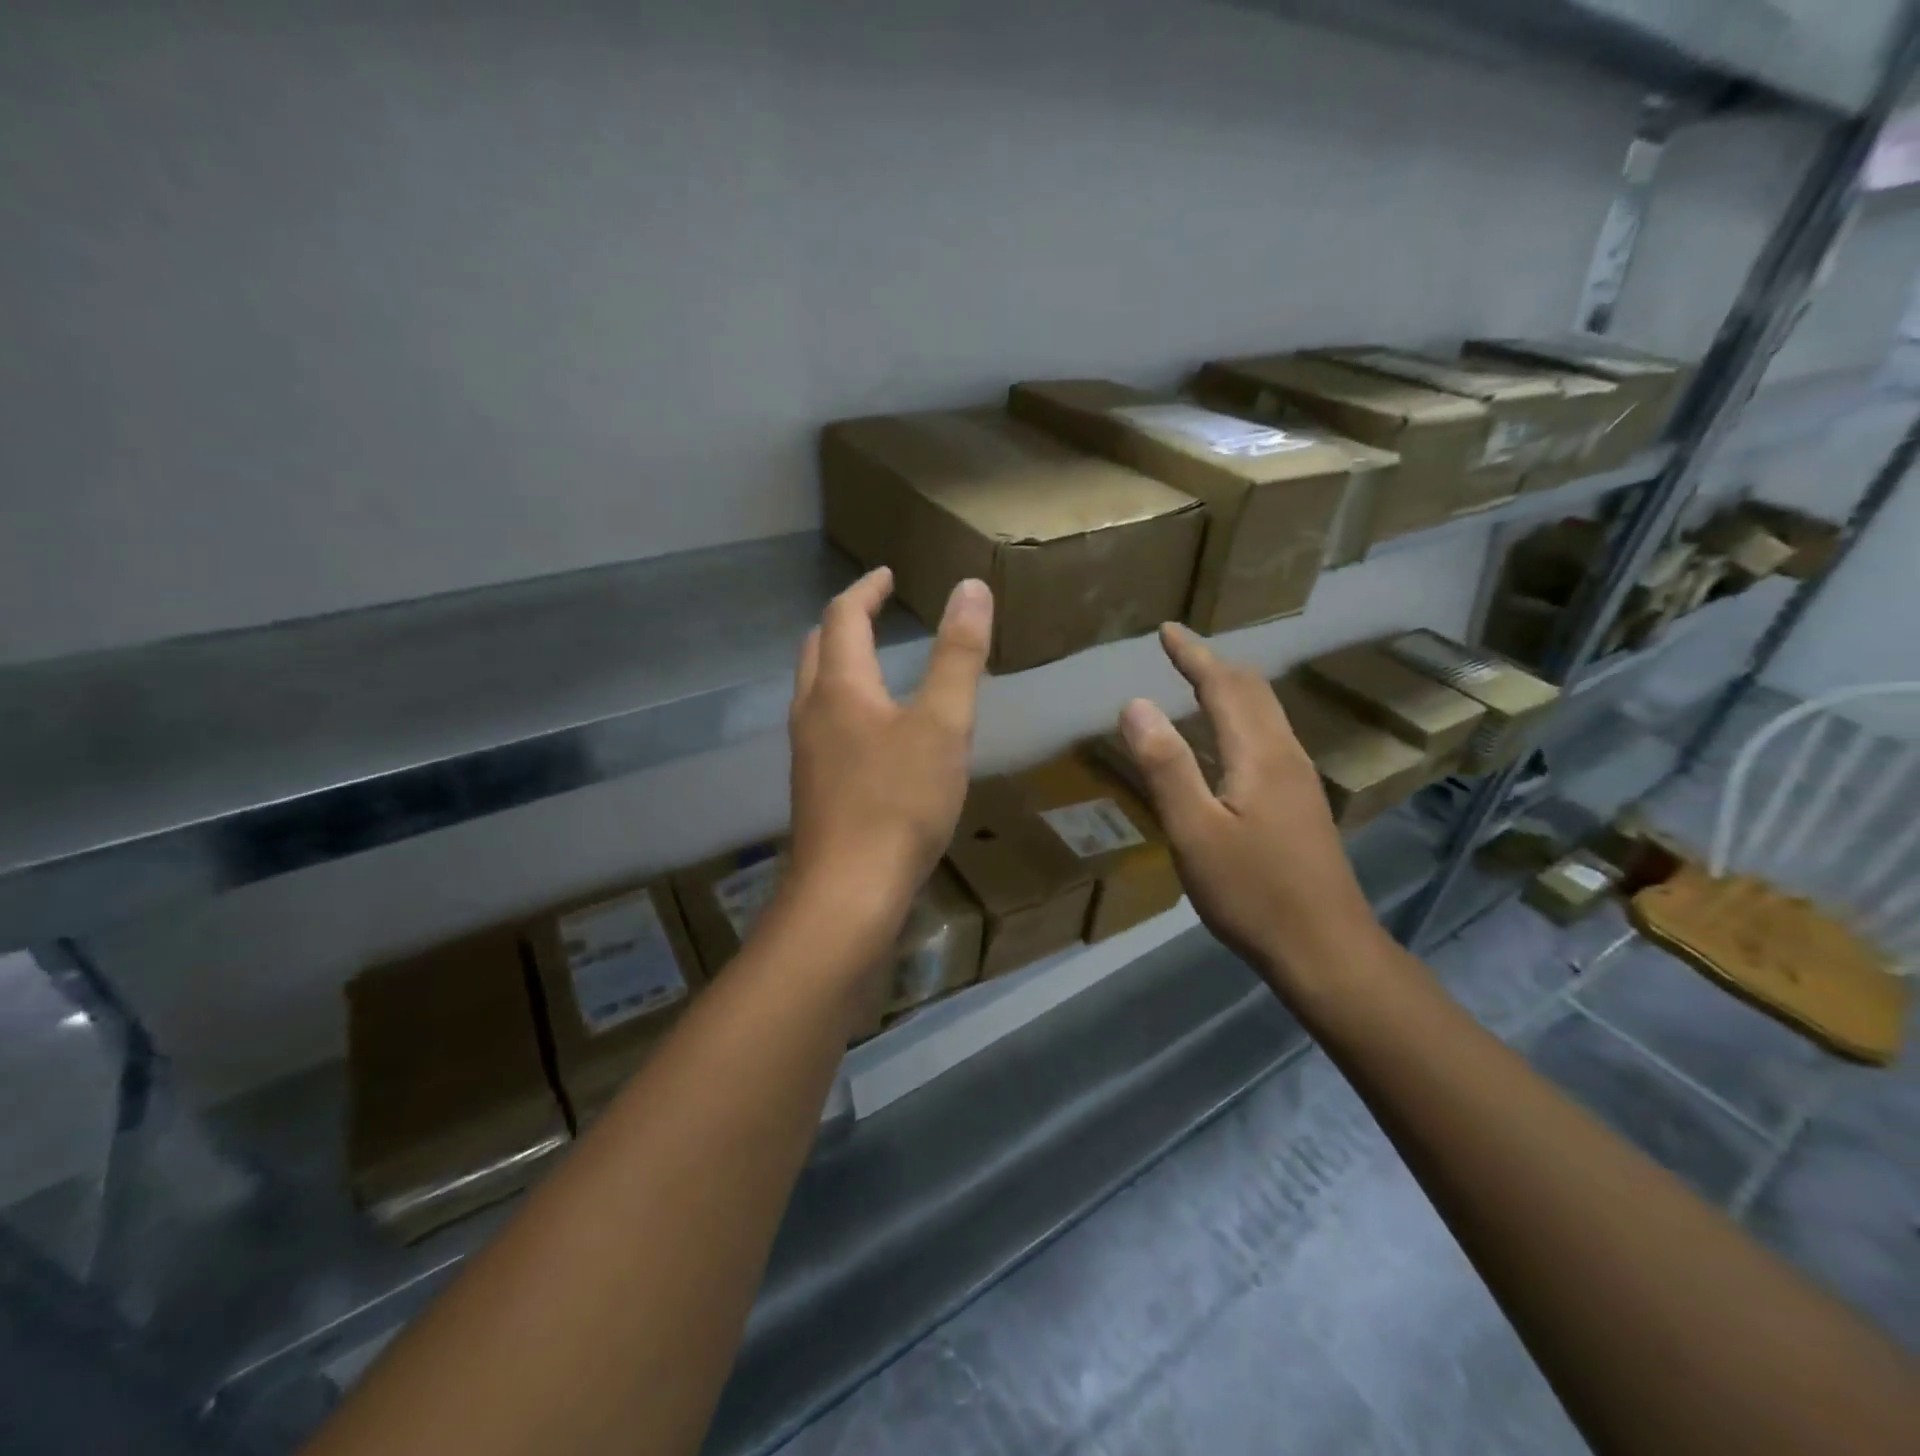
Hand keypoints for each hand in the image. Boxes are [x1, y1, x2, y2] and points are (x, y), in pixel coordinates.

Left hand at [786, 567, 991, 940]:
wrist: (848, 892)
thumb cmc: (900, 802)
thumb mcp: (943, 724)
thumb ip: (958, 656)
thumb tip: (971, 587)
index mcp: (840, 687)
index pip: (843, 616)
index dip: (866, 589)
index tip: (887, 575)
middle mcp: (811, 712)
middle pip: (818, 650)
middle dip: (845, 622)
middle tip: (876, 612)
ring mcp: (806, 753)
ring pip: (814, 690)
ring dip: (839, 664)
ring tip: (874, 663)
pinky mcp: (813, 788)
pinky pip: (822, 725)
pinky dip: (842, 704)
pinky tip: (870, 732)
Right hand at [1118, 625, 1386, 1004]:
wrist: (1326, 950)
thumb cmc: (1252, 893)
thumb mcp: (1194, 832)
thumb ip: (1166, 766)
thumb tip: (1136, 704)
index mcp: (1260, 754)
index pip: (1224, 685)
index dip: (1194, 654)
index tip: (1167, 630)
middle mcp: (1287, 756)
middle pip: (1254, 691)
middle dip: (1214, 664)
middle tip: (1179, 650)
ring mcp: (1300, 781)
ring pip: (1266, 714)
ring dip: (1231, 690)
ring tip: (1198, 683)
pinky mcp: (1302, 805)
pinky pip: (1269, 739)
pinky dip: (1241, 719)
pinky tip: (1225, 744)